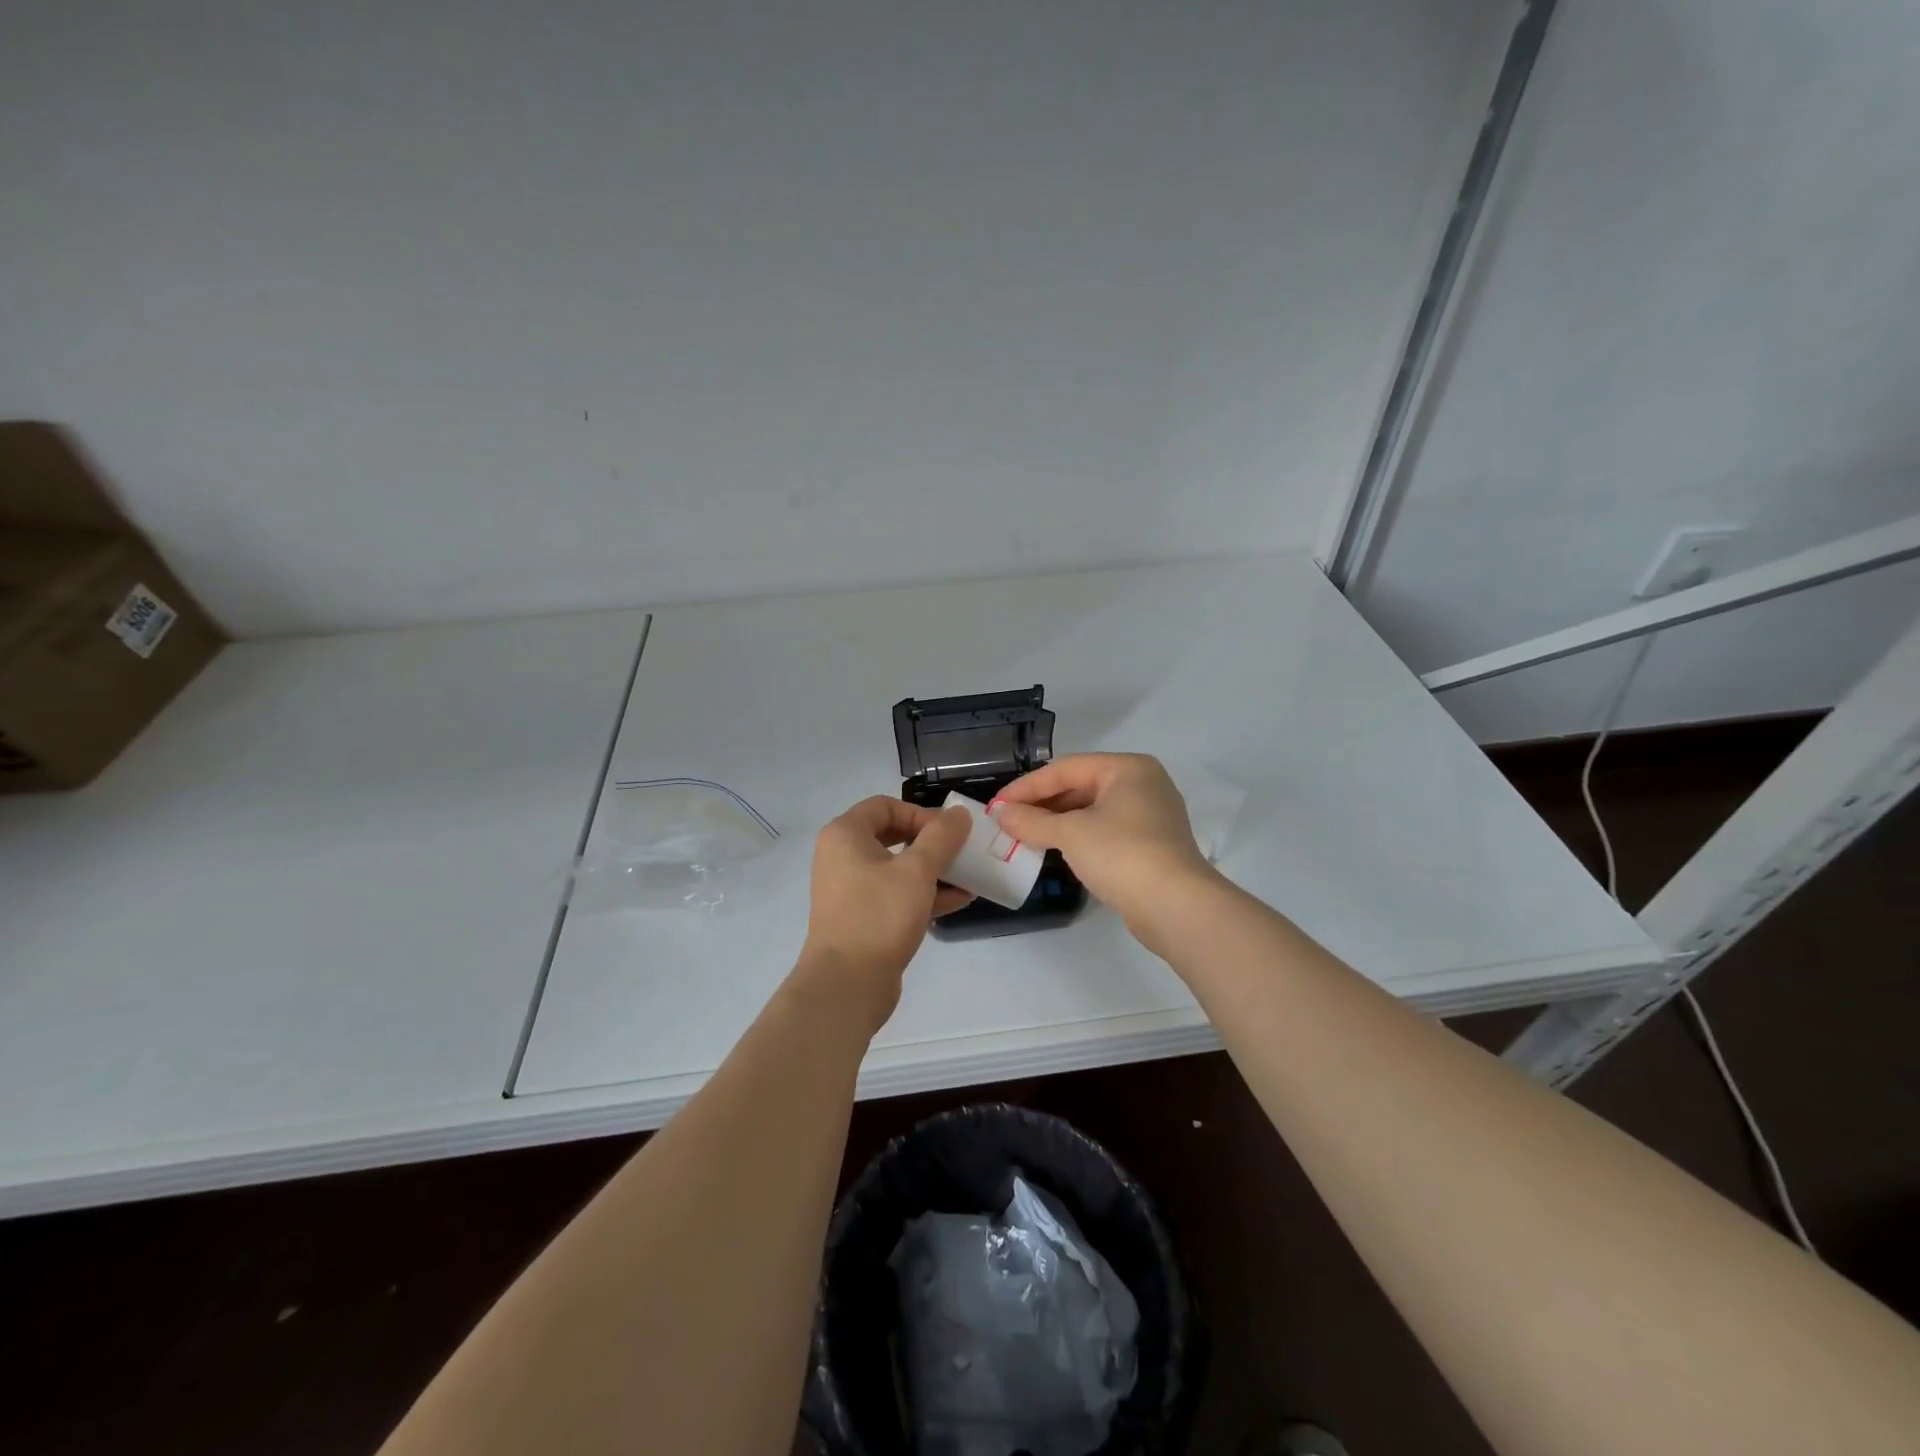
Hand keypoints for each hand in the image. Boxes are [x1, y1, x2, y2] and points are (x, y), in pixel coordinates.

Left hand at [793, 797, 972, 1033]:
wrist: (846, 985)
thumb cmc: (879, 916)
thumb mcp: (917, 871)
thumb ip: (941, 837)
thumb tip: (958, 813)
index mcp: (845, 835)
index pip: (885, 805)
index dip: (920, 813)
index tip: (950, 831)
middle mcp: (842, 857)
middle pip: (893, 836)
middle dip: (932, 842)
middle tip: (961, 849)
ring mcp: (851, 890)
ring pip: (898, 868)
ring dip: (934, 869)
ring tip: (970, 875)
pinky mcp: (863, 918)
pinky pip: (897, 895)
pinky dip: (925, 894)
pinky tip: (960, 899)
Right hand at [991, 754, 1218, 938]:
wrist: (1176, 907)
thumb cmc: (1122, 854)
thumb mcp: (1071, 833)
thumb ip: (1032, 820)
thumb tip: (1000, 813)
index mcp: (1127, 768)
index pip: (1066, 769)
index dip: (1027, 786)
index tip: (996, 805)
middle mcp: (1142, 784)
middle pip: (1080, 786)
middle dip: (1042, 804)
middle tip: (1007, 820)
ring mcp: (1150, 815)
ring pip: (1092, 810)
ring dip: (1057, 821)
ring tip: (1023, 834)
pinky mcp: (1151, 845)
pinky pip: (1105, 830)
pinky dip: (1078, 836)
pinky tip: (1054, 848)